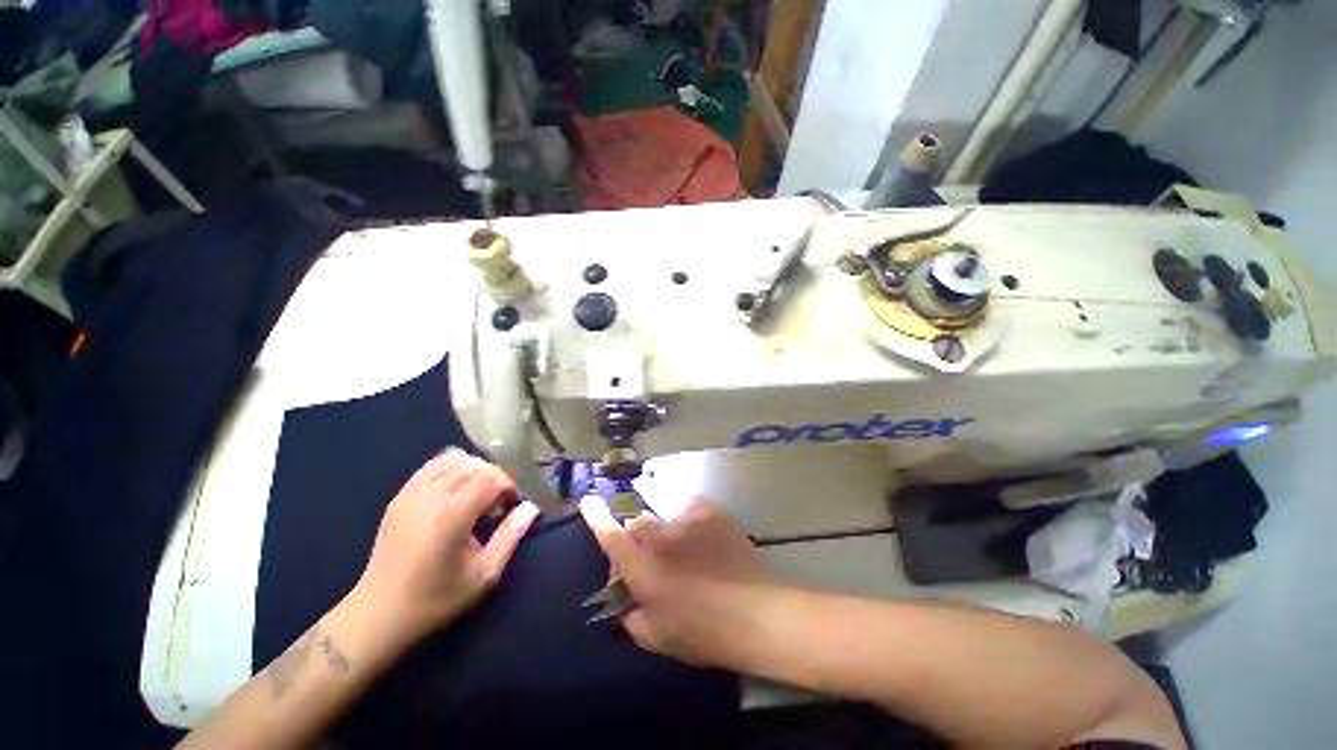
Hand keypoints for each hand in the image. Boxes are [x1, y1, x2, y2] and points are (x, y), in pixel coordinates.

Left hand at [352, 449, 539, 646]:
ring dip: (473, 471)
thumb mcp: (484, 575)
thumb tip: (531, 507)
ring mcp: (411, 493)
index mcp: (452, 515)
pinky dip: (450, 470)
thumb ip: (511, 535)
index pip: (491, 476)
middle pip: (475, 464)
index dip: (508, 486)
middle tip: (495, 505)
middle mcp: (430, 496)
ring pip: (453, 459)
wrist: (378, 614)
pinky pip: (431, 466)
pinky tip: (453, 494)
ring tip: (475, 497)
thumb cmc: (436, 599)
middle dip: (493, 478)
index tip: (510, 507)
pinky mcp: (399, 496)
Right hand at [580, 495, 773, 667]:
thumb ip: (632, 618)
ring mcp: (686, 519)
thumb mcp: (659, 638)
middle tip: (655, 556)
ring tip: (686, 549)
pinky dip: (688, 520)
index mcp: (643, 569)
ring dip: (666, 530)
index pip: (611, 536)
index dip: (597, 517)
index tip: (589, 500)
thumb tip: (626, 604)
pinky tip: (702, 537)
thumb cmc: (704, 632)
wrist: (756, 613)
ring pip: (663, 515)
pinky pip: (688, 508)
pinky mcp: (709, 511)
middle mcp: (660, 537)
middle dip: (638, 536)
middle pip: (637, 521)